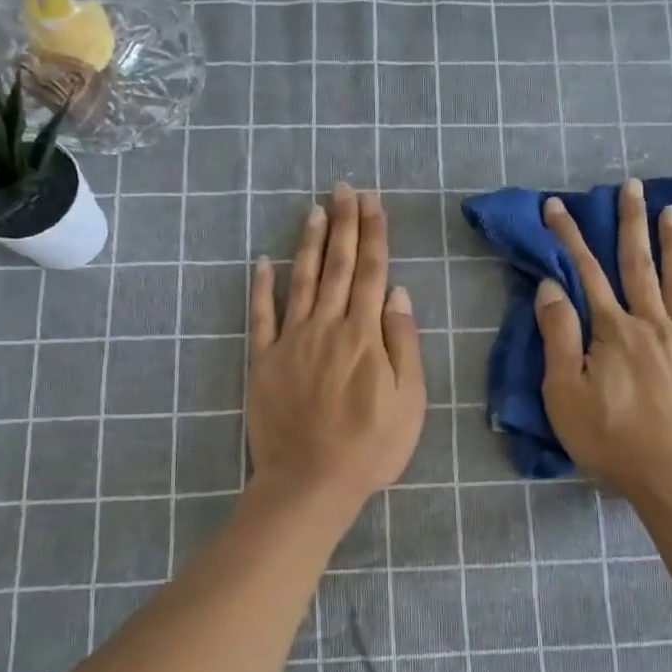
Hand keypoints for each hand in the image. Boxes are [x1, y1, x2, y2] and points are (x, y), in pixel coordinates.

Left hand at [247, 184, 425, 508]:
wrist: (311, 481)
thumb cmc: (371, 446)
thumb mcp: (409, 400)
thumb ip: (403, 342)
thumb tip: (398, 293)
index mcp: (365, 335)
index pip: (373, 272)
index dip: (374, 234)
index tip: (372, 203)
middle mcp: (327, 327)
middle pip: (339, 266)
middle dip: (343, 224)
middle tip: (344, 189)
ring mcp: (291, 341)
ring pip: (302, 280)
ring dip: (310, 243)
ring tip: (314, 210)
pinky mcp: (263, 361)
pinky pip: (261, 316)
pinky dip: (262, 287)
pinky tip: (264, 262)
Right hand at [536, 178, 671, 498]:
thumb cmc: (610, 439)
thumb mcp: (565, 393)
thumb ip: (559, 336)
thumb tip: (552, 287)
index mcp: (613, 331)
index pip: (586, 273)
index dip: (569, 237)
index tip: (557, 206)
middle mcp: (652, 324)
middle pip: (638, 265)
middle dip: (630, 223)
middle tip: (632, 186)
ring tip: (671, 210)